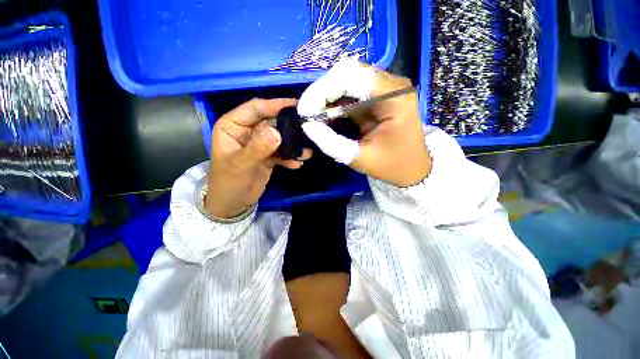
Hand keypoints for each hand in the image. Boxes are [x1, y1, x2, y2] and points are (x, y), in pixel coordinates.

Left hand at [206, 98, 311, 217]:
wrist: (233, 204)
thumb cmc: (228, 183)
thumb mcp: (240, 165)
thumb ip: (258, 148)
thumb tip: (277, 132)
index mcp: (233, 126)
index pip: (255, 108)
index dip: (275, 105)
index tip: (296, 105)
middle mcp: (247, 131)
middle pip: (272, 122)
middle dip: (289, 127)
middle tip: (308, 129)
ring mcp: (259, 144)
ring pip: (280, 137)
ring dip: (293, 144)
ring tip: (306, 151)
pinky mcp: (268, 156)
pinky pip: (282, 152)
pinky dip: (290, 157)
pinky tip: (297, 164)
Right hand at [297, 59, 430, 186]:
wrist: (412, 168)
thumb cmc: (391, 165)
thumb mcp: (360, 158)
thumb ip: (332, 143)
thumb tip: (307, 125)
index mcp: (394, 95)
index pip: (351, 77)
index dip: (322, 90)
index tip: (304, 110)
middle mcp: (391, 84)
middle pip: (348, 74)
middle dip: (322, 93)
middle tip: (307, 113)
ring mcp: (385, 88)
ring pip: (346, 81)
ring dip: (327, 97)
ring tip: (314, 115)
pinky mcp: (377, 97)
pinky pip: (350, 92)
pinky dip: (335, 102)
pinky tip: (326, 115)